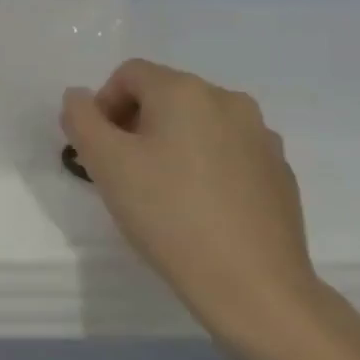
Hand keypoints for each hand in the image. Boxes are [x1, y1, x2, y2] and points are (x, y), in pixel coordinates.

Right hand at [61, 60, 325, 353]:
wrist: (253, 285)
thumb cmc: (167, 213)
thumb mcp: (103, 162)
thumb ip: (80, 118)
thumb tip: (80, 97)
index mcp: (185, 91)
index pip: (128, 74)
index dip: (103, 105)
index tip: (99, 149)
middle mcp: (228, 101)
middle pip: (164, 95)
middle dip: (134, 123)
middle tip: (122, 170)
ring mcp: (261, 137)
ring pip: (196, 124)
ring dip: (168, 143)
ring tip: (159, 190)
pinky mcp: (279, 172)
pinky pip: (226, 151)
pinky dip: (203, 165)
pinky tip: (197, 207)